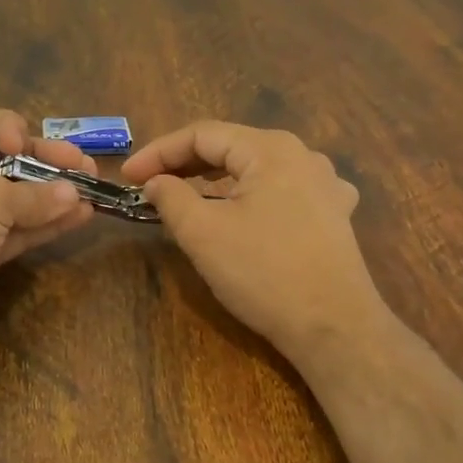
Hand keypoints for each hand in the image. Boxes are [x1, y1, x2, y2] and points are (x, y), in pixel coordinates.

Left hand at [0, 103, 97, 371]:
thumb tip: (72, 193)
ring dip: (53, 193)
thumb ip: (33, 194)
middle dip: (45, 160)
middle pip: (5, 158)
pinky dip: (46, 223)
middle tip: (84, 166)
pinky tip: (81, 216)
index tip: (23, 149)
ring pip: (16, 196)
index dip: (9, 126)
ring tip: (94, 189)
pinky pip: (18, 229)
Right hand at [122, 122, 383, 366]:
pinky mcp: (334, 215)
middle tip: (150, 185)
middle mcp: (303, 155)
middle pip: (232, 147)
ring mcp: (326, 185)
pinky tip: (246, 211)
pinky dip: (251, 195)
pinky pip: (283, 191)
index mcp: (270, 149)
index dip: (158, 151)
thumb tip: (156, 182)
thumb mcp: (203, 233)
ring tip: (188, 195)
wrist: (335, 328)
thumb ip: (171, 197)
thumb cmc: (264, 274)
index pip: (202, 134)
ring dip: (217, 179)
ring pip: (257, 169)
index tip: (128, 176)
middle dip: (185, 163)